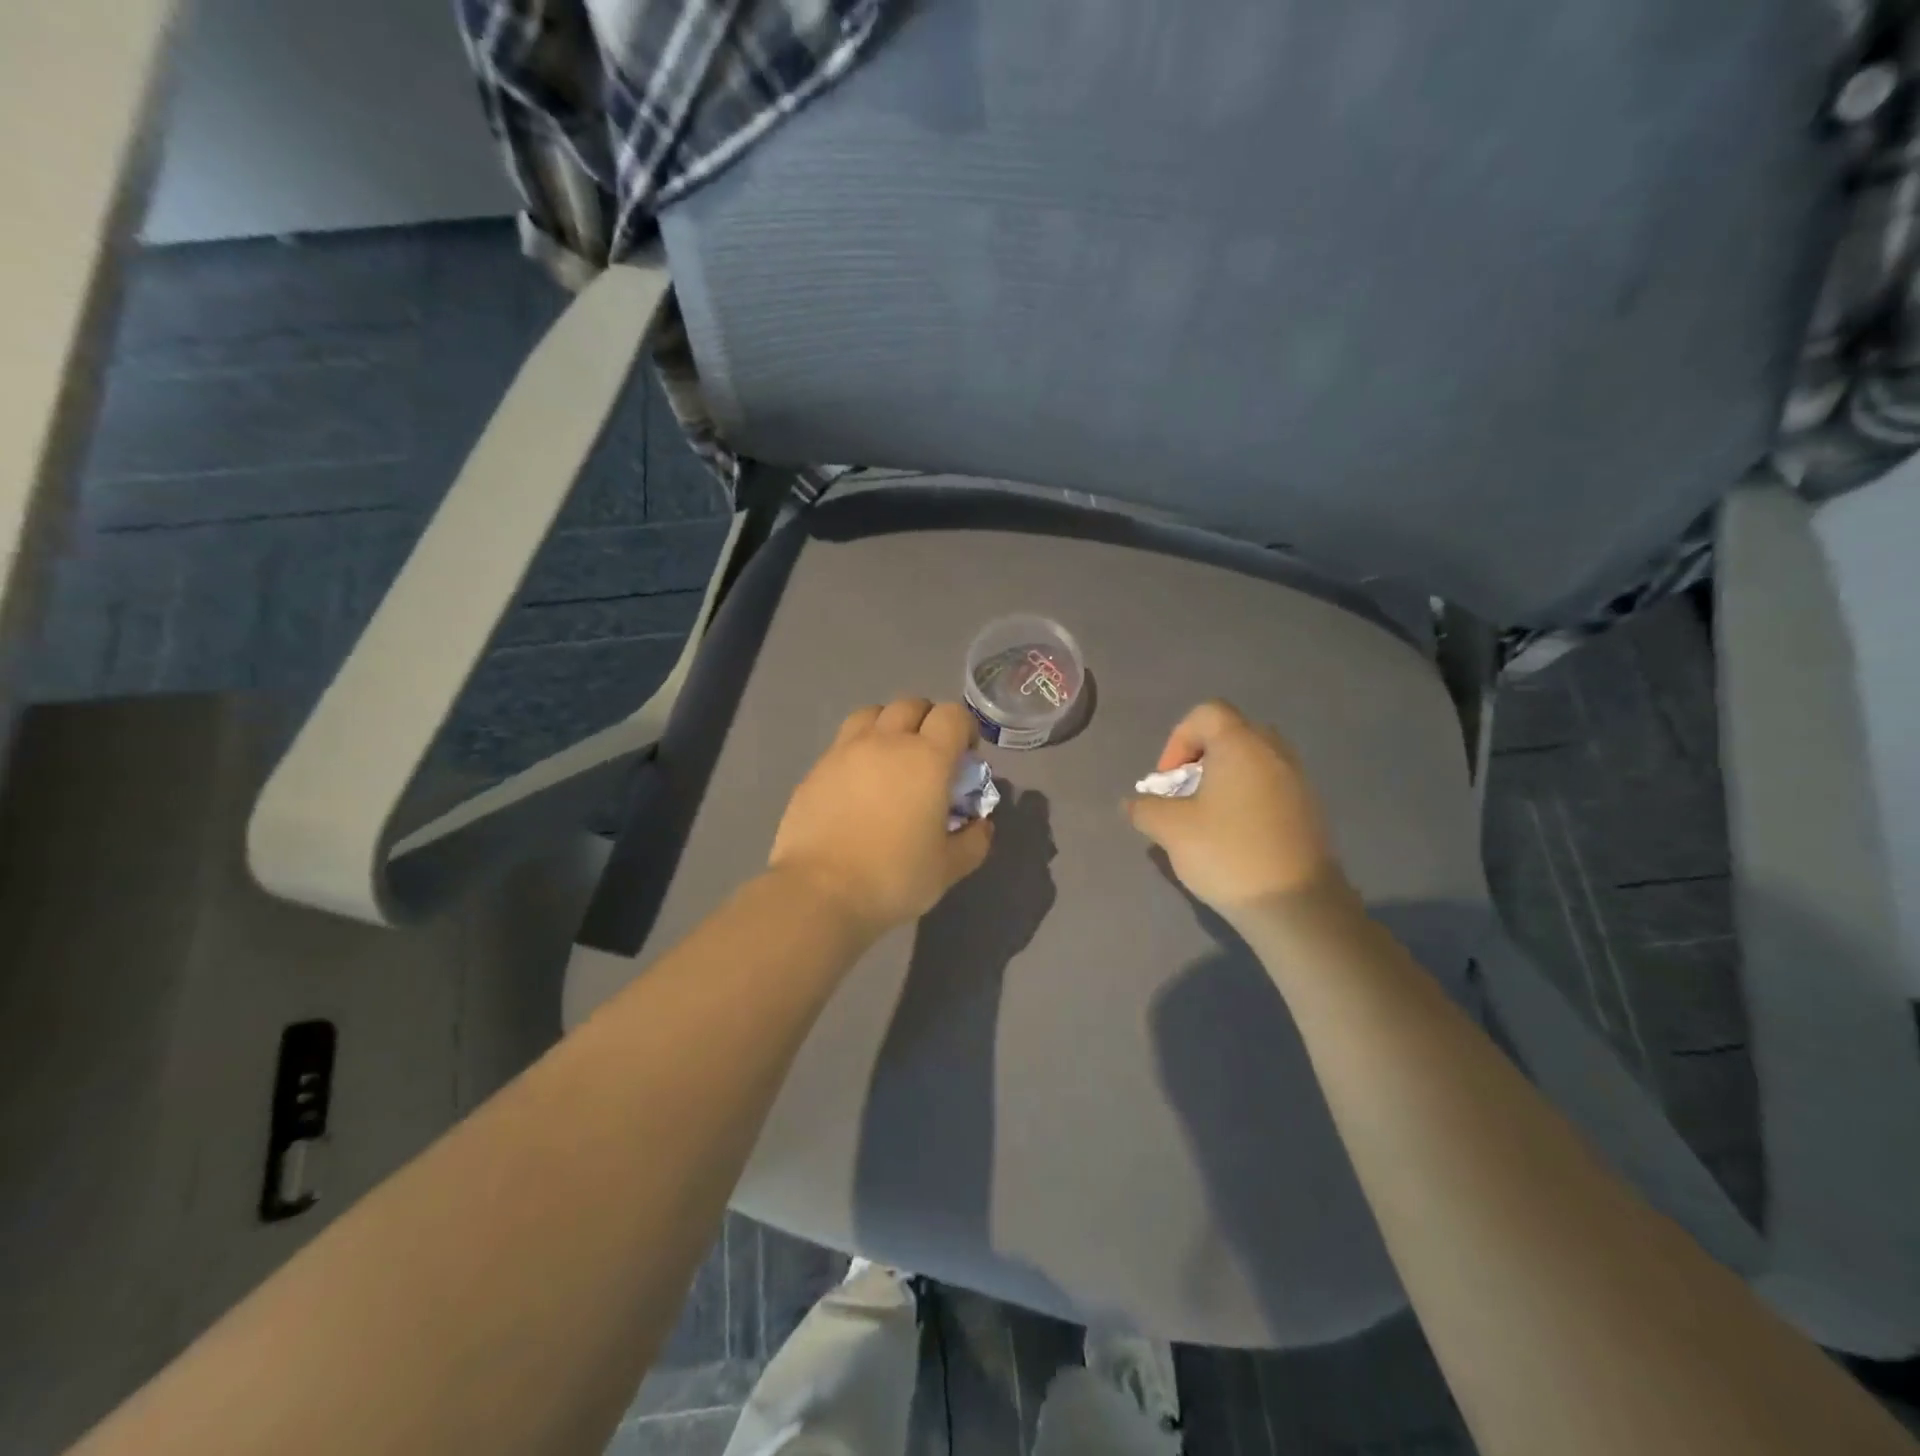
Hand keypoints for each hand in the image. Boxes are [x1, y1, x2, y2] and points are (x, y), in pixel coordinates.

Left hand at [770, 699, 993, 938]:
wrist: (819, 891)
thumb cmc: (893, 878)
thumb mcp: (948, 868)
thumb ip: (973, 841)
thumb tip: (981, 824)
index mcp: (927, 758)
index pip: (952, 715)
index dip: (964, 729)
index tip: (965, 757)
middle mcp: (886, 742)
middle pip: (911, 704)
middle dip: (927, 721)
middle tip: (930, 756)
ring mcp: (846, 751)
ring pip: (872, 713)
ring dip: (889, 725)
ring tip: (891, 758)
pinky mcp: (817, 768)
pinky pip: (844, 741)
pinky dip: (859, 749)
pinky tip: (859, 783)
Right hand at [1125, 700, 1353, 925]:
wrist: (1296, 905)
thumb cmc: (1228, 853)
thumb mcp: (1171, 830)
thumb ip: (1145, 809)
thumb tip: (1132, 803)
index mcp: (1242, 744)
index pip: (1207, 713)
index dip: (1178, 740)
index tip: (1168, 780)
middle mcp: (1274, 752)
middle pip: (1232, 734)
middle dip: (1202, 757)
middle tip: (1186, 793)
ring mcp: (1298, 781)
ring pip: (1254, 762)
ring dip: (1226, 779)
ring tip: (1208, 817)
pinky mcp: (1310, 811)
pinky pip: (1271, 787)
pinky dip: (1248, 799)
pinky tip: (1236, 837)